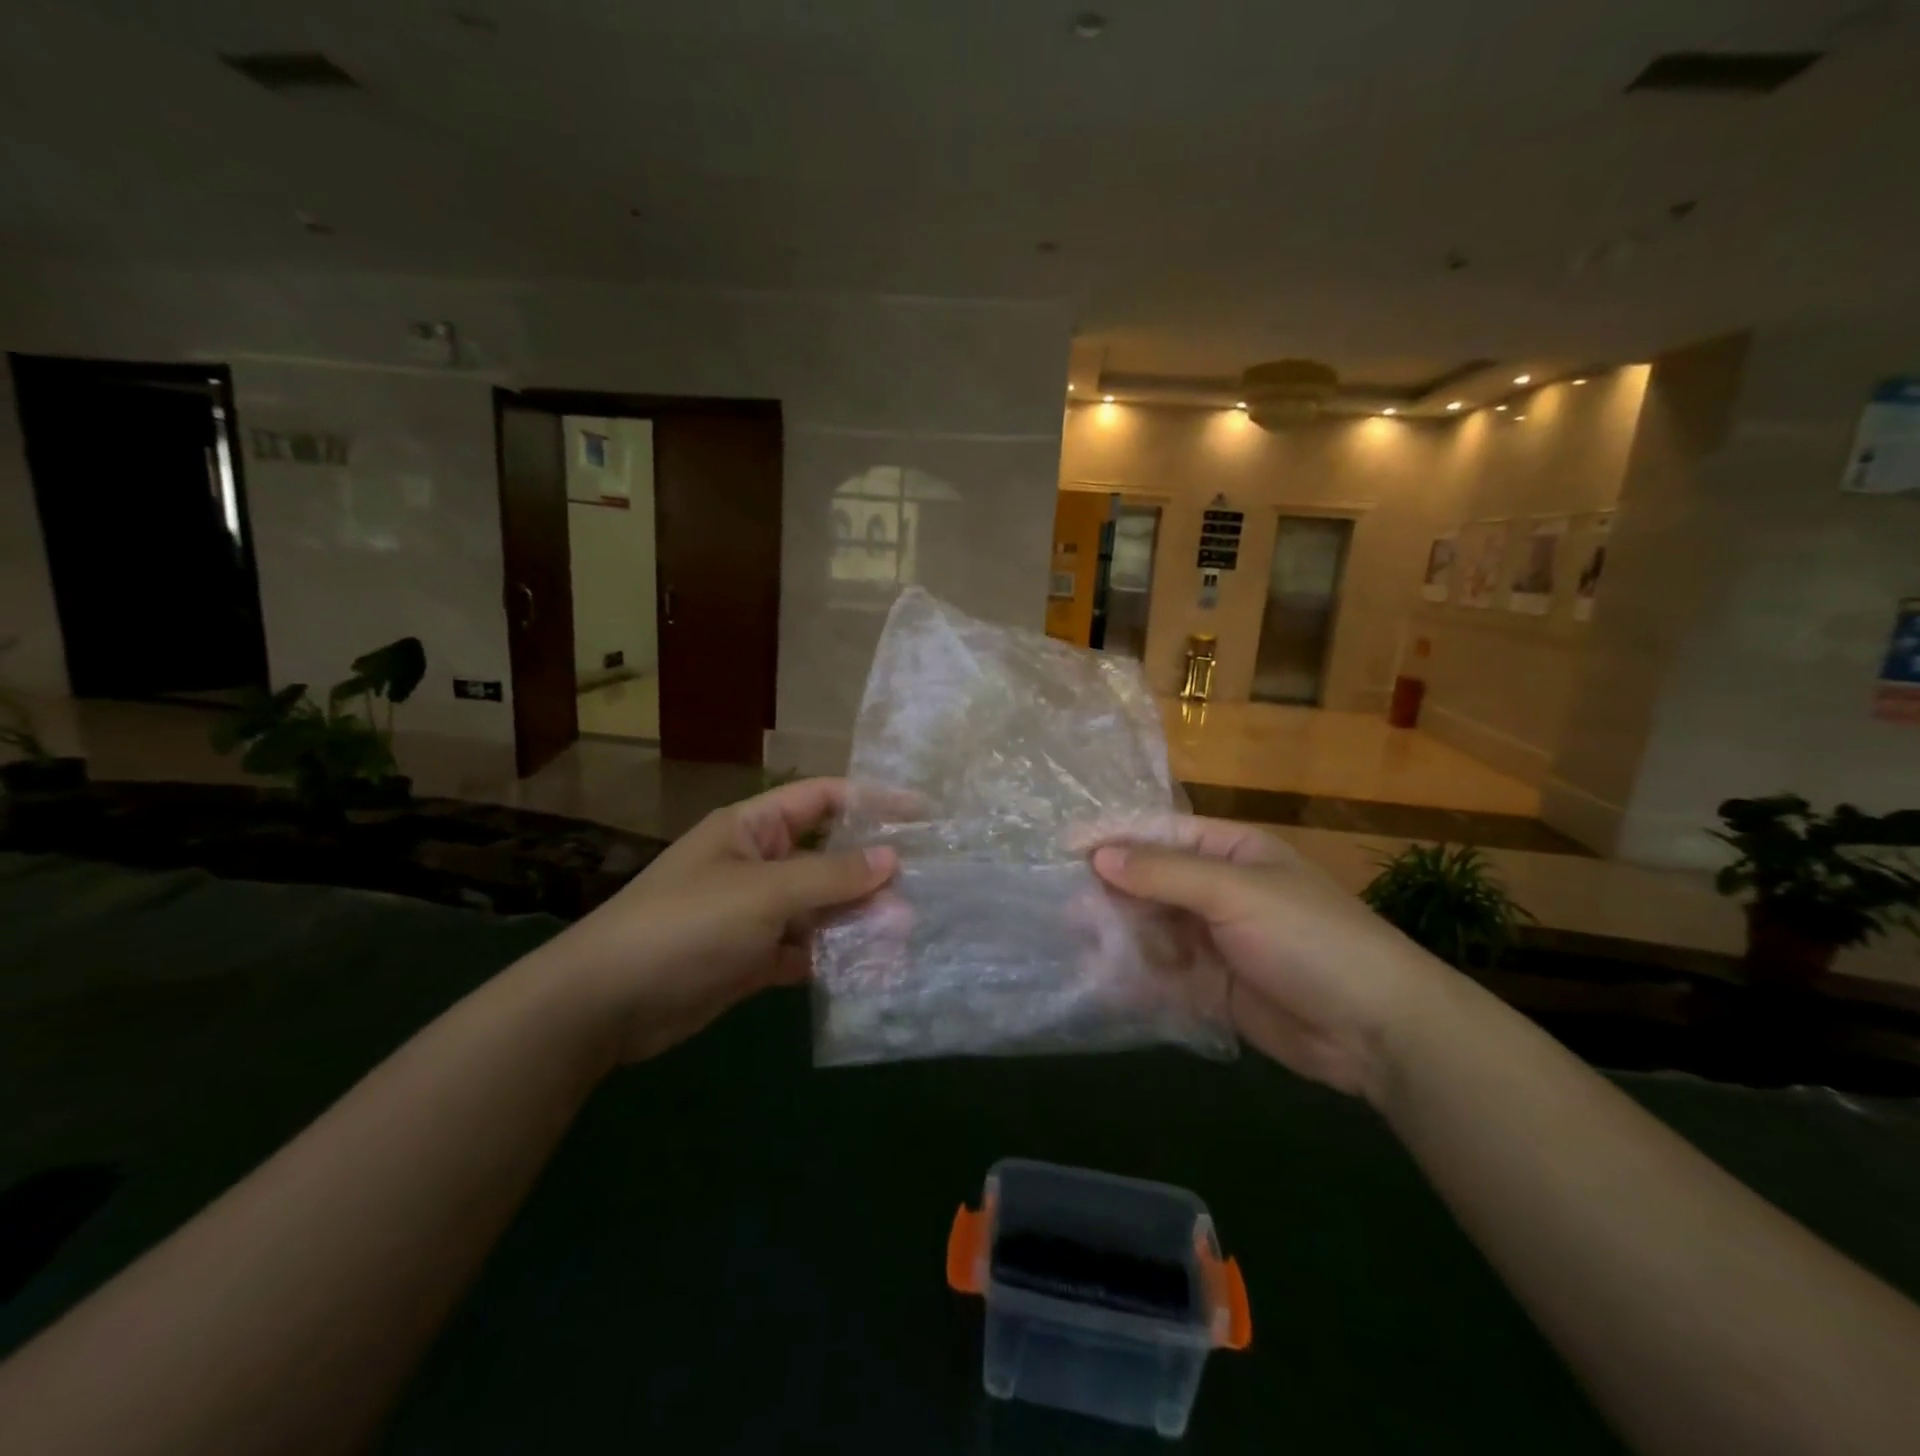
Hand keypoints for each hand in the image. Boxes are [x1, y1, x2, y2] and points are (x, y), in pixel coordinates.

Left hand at [536, 778, 895, 1062]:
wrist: (605, 1005)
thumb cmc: (685, 926)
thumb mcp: (763, 893)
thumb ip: (830, 877)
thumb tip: (892, 859)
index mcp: (754, 828)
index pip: (824, 799)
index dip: (873, 800)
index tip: (922, 814)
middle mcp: (759, 863)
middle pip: (828, 856)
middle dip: (872, 872)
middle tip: (923, 890)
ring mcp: (756, 913)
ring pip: (821, 907)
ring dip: (858, 919)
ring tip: (905, 935)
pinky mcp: (753, 958)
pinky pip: (805, 949)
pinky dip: (834, 958)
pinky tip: (871, 970)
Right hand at [1084, 816, 1455, 1101]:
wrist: (1378, 1030)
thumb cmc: (1310, 938)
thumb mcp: (1236, 893)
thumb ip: (1164, 874)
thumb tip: (1099, 855)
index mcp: (1230, 852)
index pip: (1160, 834)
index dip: (1114, 838)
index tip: (1065, 848)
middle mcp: (1218, 891)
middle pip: (1150, 883)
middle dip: (1111, 895)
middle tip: (1069, 911)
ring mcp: (1214, 941)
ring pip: (1151, 930)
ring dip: (1119, 938)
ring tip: (1084, 949)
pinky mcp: (1213, 988)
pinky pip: (1163, 975)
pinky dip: (1136, 978)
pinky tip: (1107, 984)